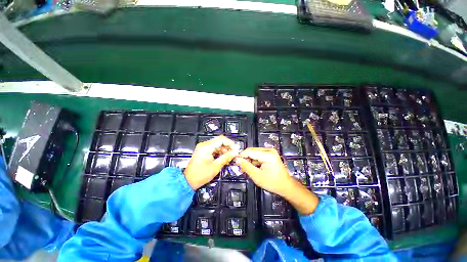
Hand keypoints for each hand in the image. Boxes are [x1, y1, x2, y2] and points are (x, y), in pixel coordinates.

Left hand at [184, 135, 238, 189]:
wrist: (188, 181)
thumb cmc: (201, 174)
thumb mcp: (216, 166)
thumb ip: (226, 157)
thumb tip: (235, 152)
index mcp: (206, 147)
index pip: (221, 139)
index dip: (230, 143)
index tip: (236, 149)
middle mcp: (204, 145)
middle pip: (219, 141)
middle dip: (228, 147)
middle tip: (234, 154)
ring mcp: (203, 148)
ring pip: (217, 145)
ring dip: (224, 150)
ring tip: (229, 158)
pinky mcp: (203, 151)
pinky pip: (214, 149)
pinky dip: (219, 153)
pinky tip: (224, 158)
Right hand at [235, 148, 292, 196]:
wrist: (286, 186)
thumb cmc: (273, 182)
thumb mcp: (257, 176)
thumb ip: (246, 167)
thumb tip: (237, 160)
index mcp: (267, 155)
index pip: (250, 151)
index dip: (241, 156)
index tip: (235, 161)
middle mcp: (269, 150)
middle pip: (252, 151)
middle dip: (245, 158)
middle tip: (241, 167)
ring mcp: (270, 152)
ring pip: (254, 153)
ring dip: (249, 160)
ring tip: (247, 169)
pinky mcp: (270, 154)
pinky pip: (258, 155)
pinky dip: (254, 161)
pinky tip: (253, 167)